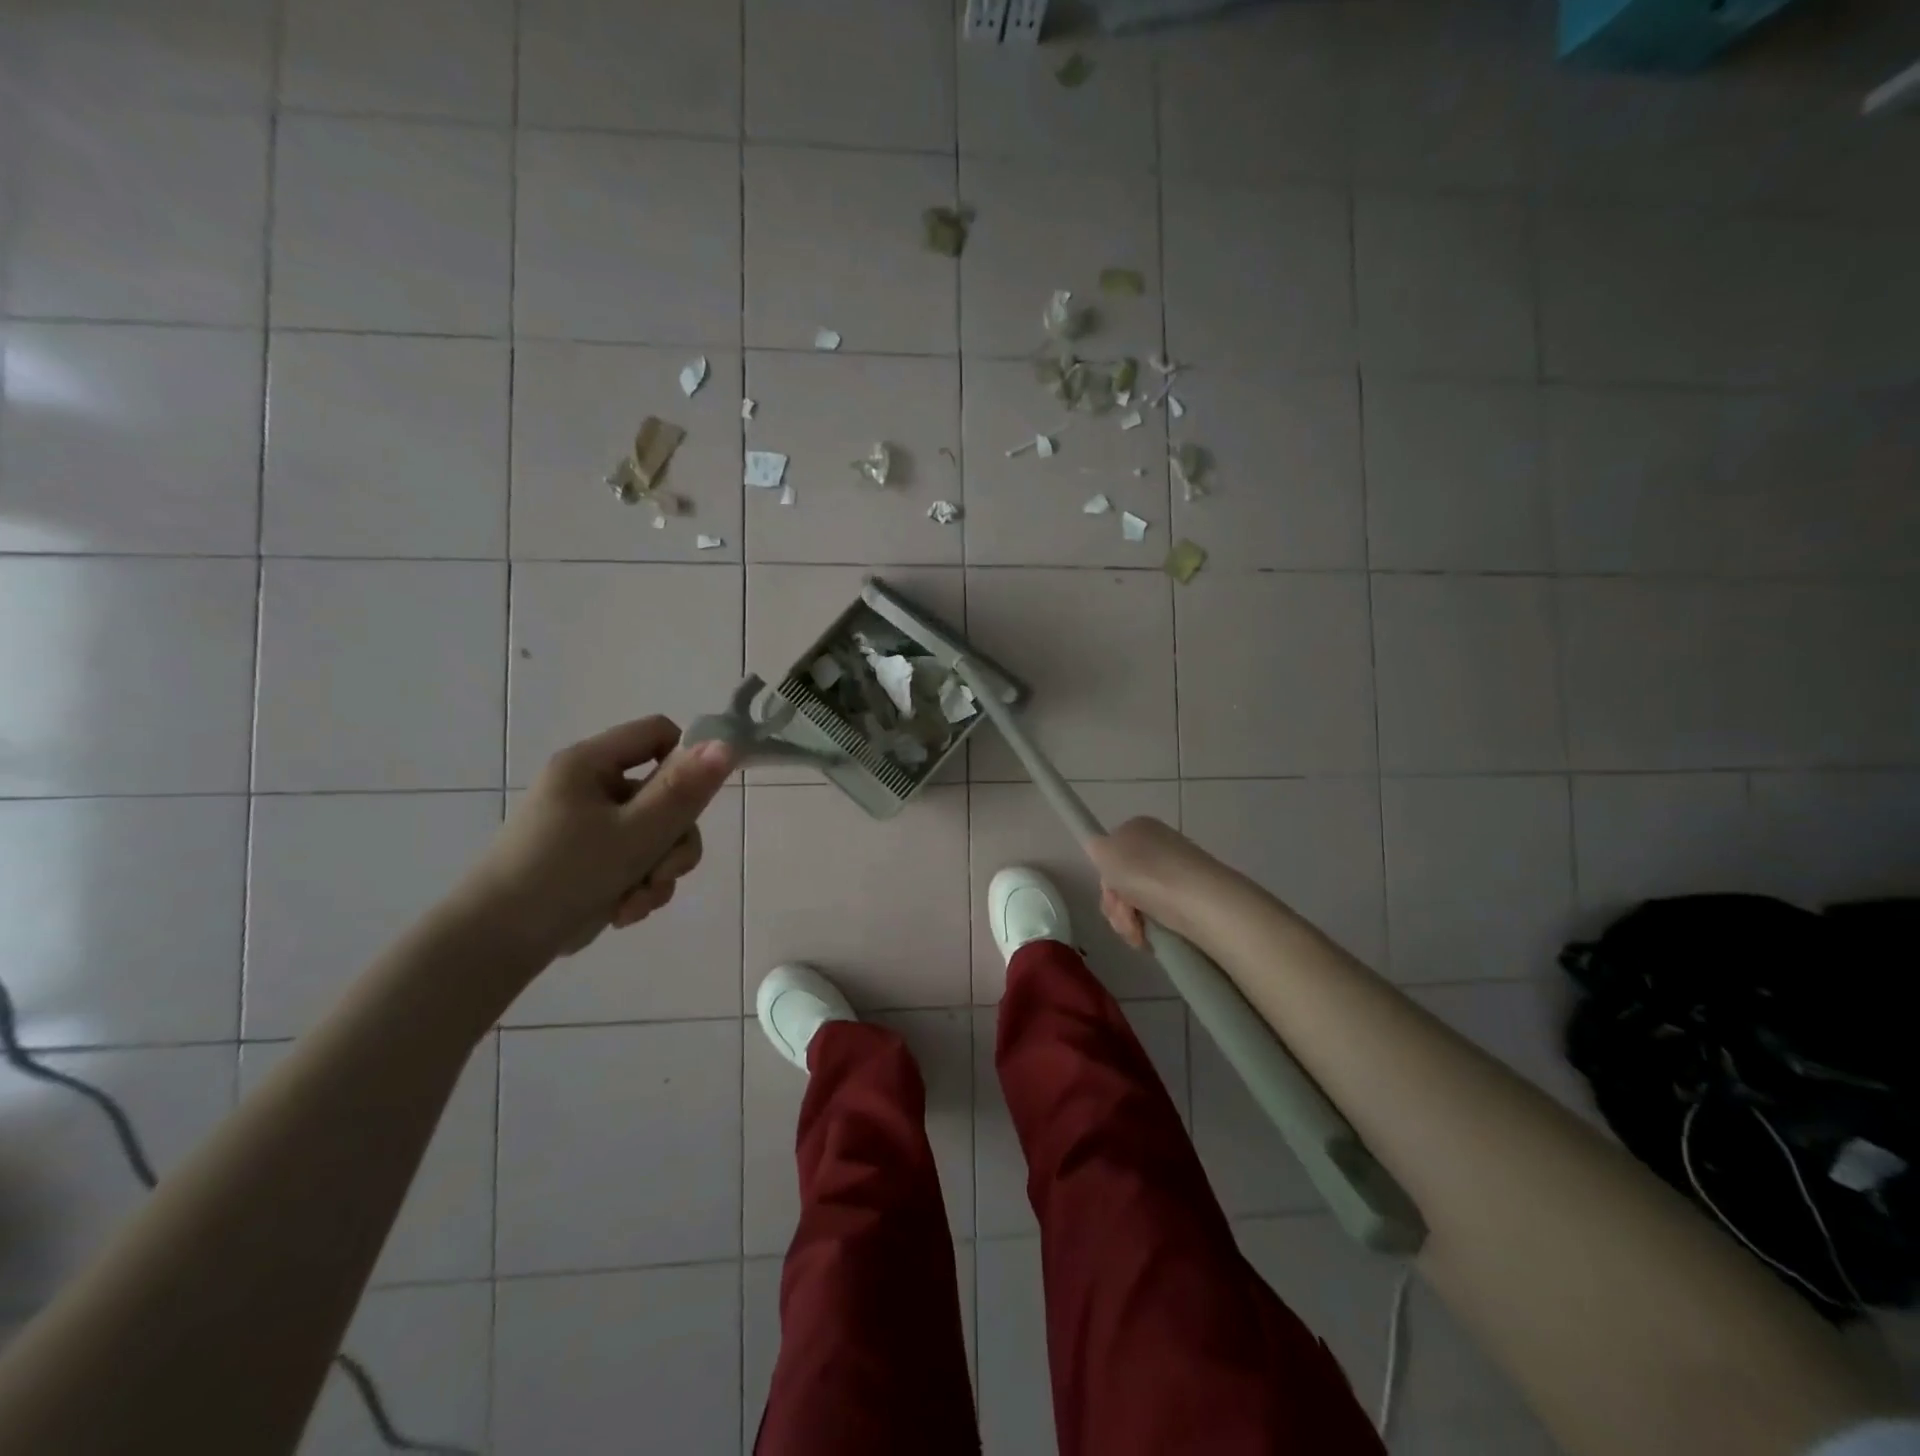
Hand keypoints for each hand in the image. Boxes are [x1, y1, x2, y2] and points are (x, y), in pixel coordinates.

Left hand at [456, 717, 735, 963]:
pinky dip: (640, 886)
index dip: (687, 761)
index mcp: (590, 764)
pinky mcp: (592, 860)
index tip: (695, 802)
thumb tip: (727, 746)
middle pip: (665, 794)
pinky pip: (639, 860)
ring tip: (637, 903)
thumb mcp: (634, 834)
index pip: (658, 734)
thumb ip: (683, 792)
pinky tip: (625, 912)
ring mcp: (591, 826)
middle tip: (663, 874)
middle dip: (673, 840)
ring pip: (658, 834)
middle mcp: (591, 787)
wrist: (495, 946)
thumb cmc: (563, 877)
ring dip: (660, 871)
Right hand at [1085, 816, 1232, 949]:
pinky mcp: (1188, 898)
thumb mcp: (1104, 851)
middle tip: (1123, 913)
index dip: (1106, 876)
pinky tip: (1149, 937)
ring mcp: (1174, 873)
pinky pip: (1156, 915)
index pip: (1110, 854)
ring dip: (1127, 920)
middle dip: (1115, 903)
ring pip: (1136, 901)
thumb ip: (1095, 847)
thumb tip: (1099, 849)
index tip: (1109, 890)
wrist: (1196, 899)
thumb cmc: (1144, 871)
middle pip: (1122, 880)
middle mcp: (1158, 846)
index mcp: (1139, 828)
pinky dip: (1148, 928)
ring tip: (1138, 931)